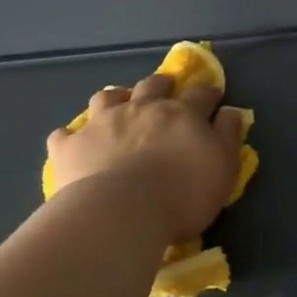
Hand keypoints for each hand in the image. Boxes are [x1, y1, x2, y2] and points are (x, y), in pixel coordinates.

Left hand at [47, 76, 245, 242]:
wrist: (121, 212)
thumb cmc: (181, 194)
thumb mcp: (222, 169)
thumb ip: (228, 137)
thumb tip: (231, 111)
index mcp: (181, 114)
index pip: (201, 95)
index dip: (209, 93)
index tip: (214, 95)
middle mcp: (141, 109)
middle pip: (152, 86)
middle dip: (161, 85)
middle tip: (164, 89)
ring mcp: (102, 123)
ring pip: (107, 98)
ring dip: (115, 99)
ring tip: (117, 106)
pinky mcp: (71, 146)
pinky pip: (65, 135)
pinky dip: (71, 136)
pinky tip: (73, 142)